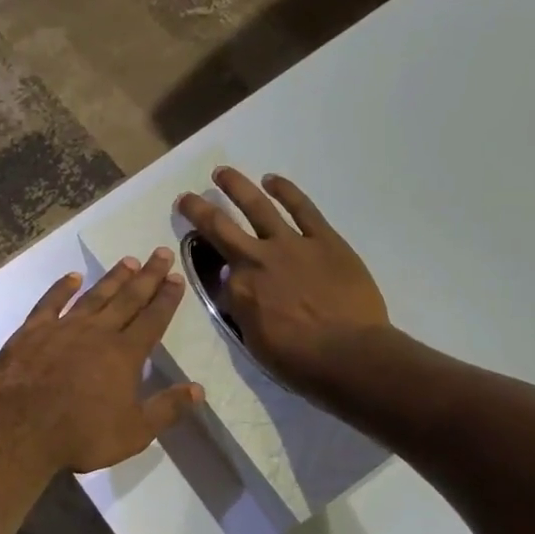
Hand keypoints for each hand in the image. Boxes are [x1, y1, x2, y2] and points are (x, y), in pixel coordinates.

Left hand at [0, 248, 203, 474]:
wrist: (20, 428)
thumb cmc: (81, 434)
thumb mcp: (134, 431)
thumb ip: (167, 409)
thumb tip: (199, 389)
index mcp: (124, 354)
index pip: (152, 320)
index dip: (166, 299)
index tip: (177, 278)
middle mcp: (97, 332)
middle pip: (128, 299)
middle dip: (147, 276)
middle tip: (161, 253)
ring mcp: (63, 328)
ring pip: (94, 296)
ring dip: (113, 278)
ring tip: (128, 260)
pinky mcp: (32, 331)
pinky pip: (50, 303)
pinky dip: (62, 288)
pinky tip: (72, 277)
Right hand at [177, 168, 389, 393]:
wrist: (349, 355)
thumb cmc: (299, 361)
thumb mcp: (255, 341)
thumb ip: (243, 310)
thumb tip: (239, 290)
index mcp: (238, 288)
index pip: (218, 273)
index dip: (214, 271)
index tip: (216, 272)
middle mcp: (256, 258)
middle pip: (220, 227)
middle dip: (198, 210)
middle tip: (185, 198)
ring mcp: (291, 244)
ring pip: (257, 207)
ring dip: (236, 186)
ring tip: (222, 172)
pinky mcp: (324, 239)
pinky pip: (302, 209)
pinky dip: (286, 191)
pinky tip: (272, 179)